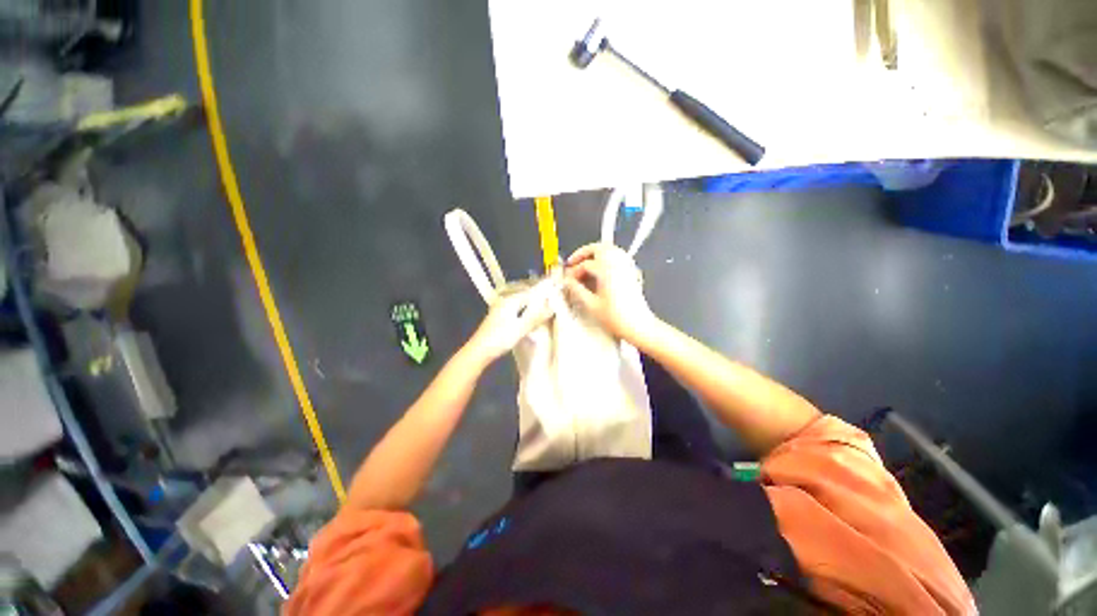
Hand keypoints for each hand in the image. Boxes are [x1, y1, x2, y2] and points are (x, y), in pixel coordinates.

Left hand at [465, 281, 554, 363]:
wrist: (479, 350)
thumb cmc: (500, 338)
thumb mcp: (521, 328)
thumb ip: (536, 316)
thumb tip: (552, 306)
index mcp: (511, 300)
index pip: (532, 291)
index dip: (546, 291)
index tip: (558, 289)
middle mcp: (506, 299)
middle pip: (528, 295)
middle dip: (541, 296)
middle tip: (555, 299)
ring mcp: (502, 307)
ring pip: (523, 301)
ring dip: (534, 303)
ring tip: (548, 306)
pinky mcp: (501, 315)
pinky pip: (518, 307)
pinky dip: (527, 309)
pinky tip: (533, 315)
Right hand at [564, 243, 655, 341]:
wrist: (638, 326)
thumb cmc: (617, 318)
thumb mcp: (592, 305)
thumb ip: (577, 290)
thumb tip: (568, 282)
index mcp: (607, 271)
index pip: (586, 264)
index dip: (574, 271)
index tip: (568, 279)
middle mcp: (618, 265)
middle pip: (599, 248)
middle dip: (583, 253)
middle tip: (573, 262)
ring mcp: (626, 266)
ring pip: (609, 249)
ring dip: (595, 253)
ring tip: (584, 264)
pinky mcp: (631, 271)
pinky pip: (618, 255)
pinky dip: (606, 257)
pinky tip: (600, 268)